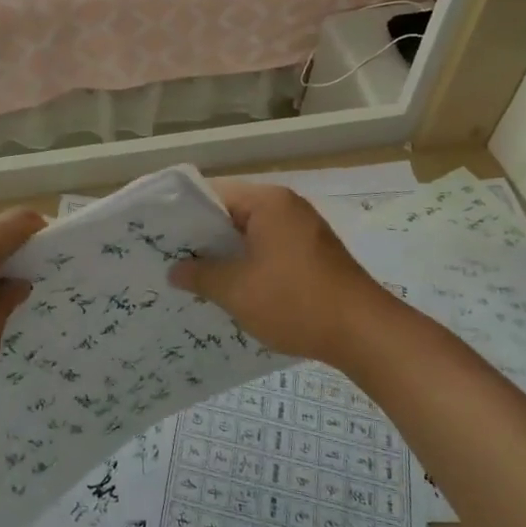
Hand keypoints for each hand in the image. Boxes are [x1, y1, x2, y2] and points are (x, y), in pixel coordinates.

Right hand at [169, 181, 385, 368]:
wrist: (365, 333)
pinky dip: (249, 262)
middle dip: (203, 237)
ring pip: (250, 232)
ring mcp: (303, 228)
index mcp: (267, 201)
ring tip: (195, 276)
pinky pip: (269, 247)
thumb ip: (200, 276)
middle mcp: (286, 205)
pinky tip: (233, 287)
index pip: (212, 193)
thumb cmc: (295, 302)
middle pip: (232, 211)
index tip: (160, 236)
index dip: (183, 214)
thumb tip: (175, 270)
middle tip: (170, 258)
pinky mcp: (313, 252)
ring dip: (226, 253)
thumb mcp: (236, 290)